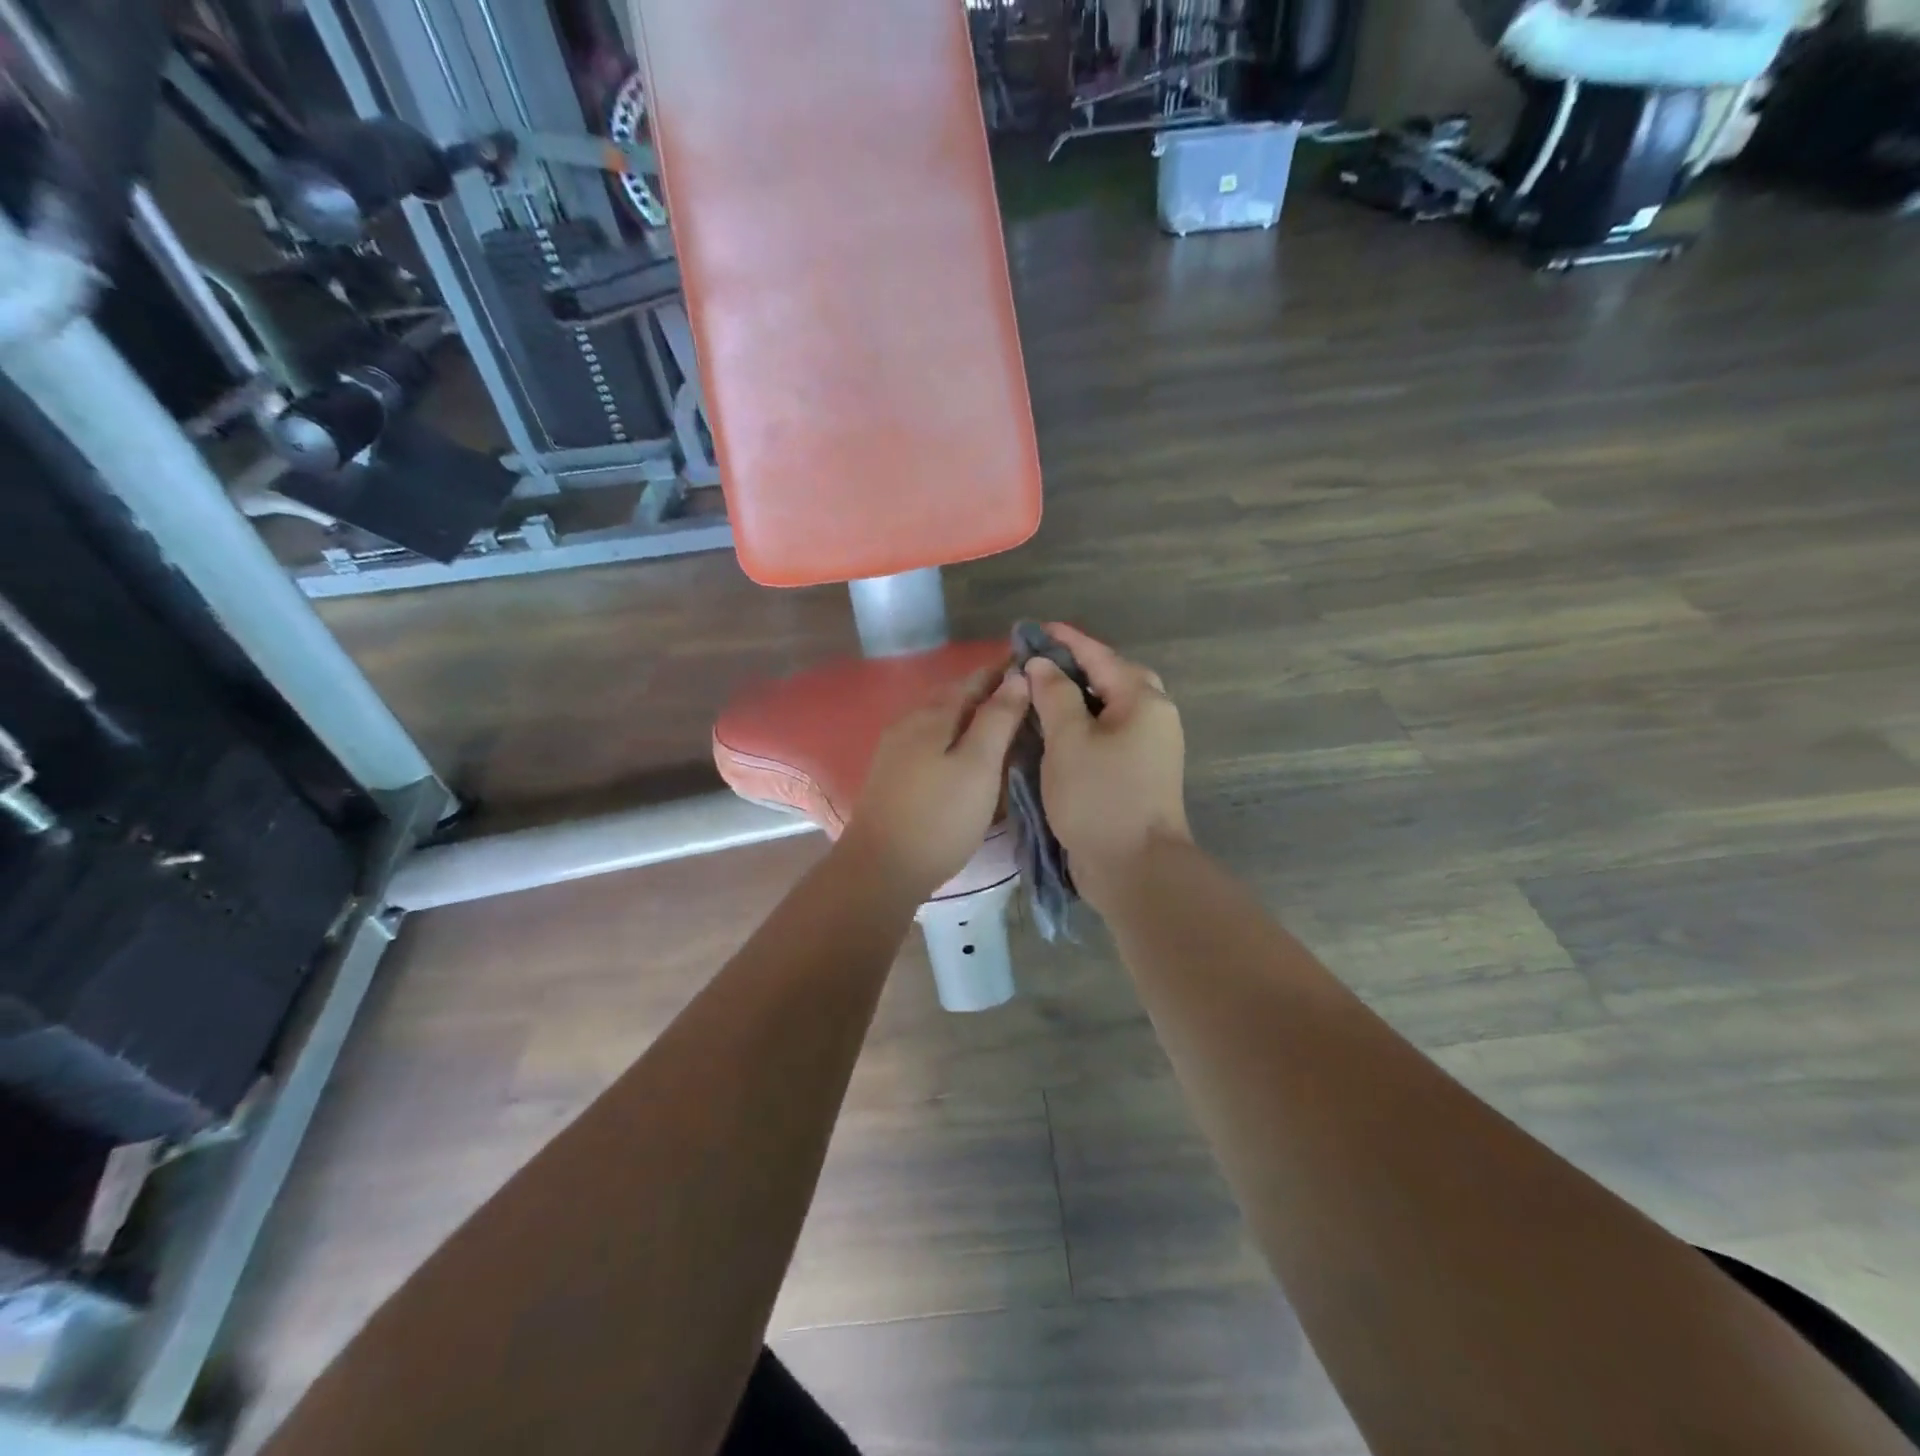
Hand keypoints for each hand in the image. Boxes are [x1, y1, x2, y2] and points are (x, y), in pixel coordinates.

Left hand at [841, 666, 1030, 900]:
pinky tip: (968, 754)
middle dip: (988, 691)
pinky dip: (955, 737)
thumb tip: (1017, 676)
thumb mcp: (978, 766)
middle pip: (954, 696)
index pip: (974, 678)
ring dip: (971, 715)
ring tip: (1003, 724)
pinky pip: (931, 741)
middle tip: (1025, 697)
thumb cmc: (939, 817)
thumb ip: (998, 719)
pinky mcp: (892, 774)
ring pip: (941, 719)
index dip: (1003, 670)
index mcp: (933, 714)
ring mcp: (896, 748)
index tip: (1034, 666)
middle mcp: (910, 722)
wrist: (880, 869)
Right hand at [1023, 625, 1189, 911]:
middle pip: (1112, 679)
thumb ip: (1054, 694)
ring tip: (1039, 693)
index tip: (1034, 628)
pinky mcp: (1138, 773)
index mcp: (1143, 701)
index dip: (1066, 640)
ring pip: (1110, 709)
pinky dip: (1082, 726)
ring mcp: (1149, 748)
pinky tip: (1054, 732)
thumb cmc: (1100, 798)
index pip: (1100, 656)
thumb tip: (1042, 664)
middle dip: (1075, 667)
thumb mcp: (1069, 740)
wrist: (1135, 868)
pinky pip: (1108, 734)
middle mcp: (1154, 717)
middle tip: (1037, 664)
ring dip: (1076, 698)